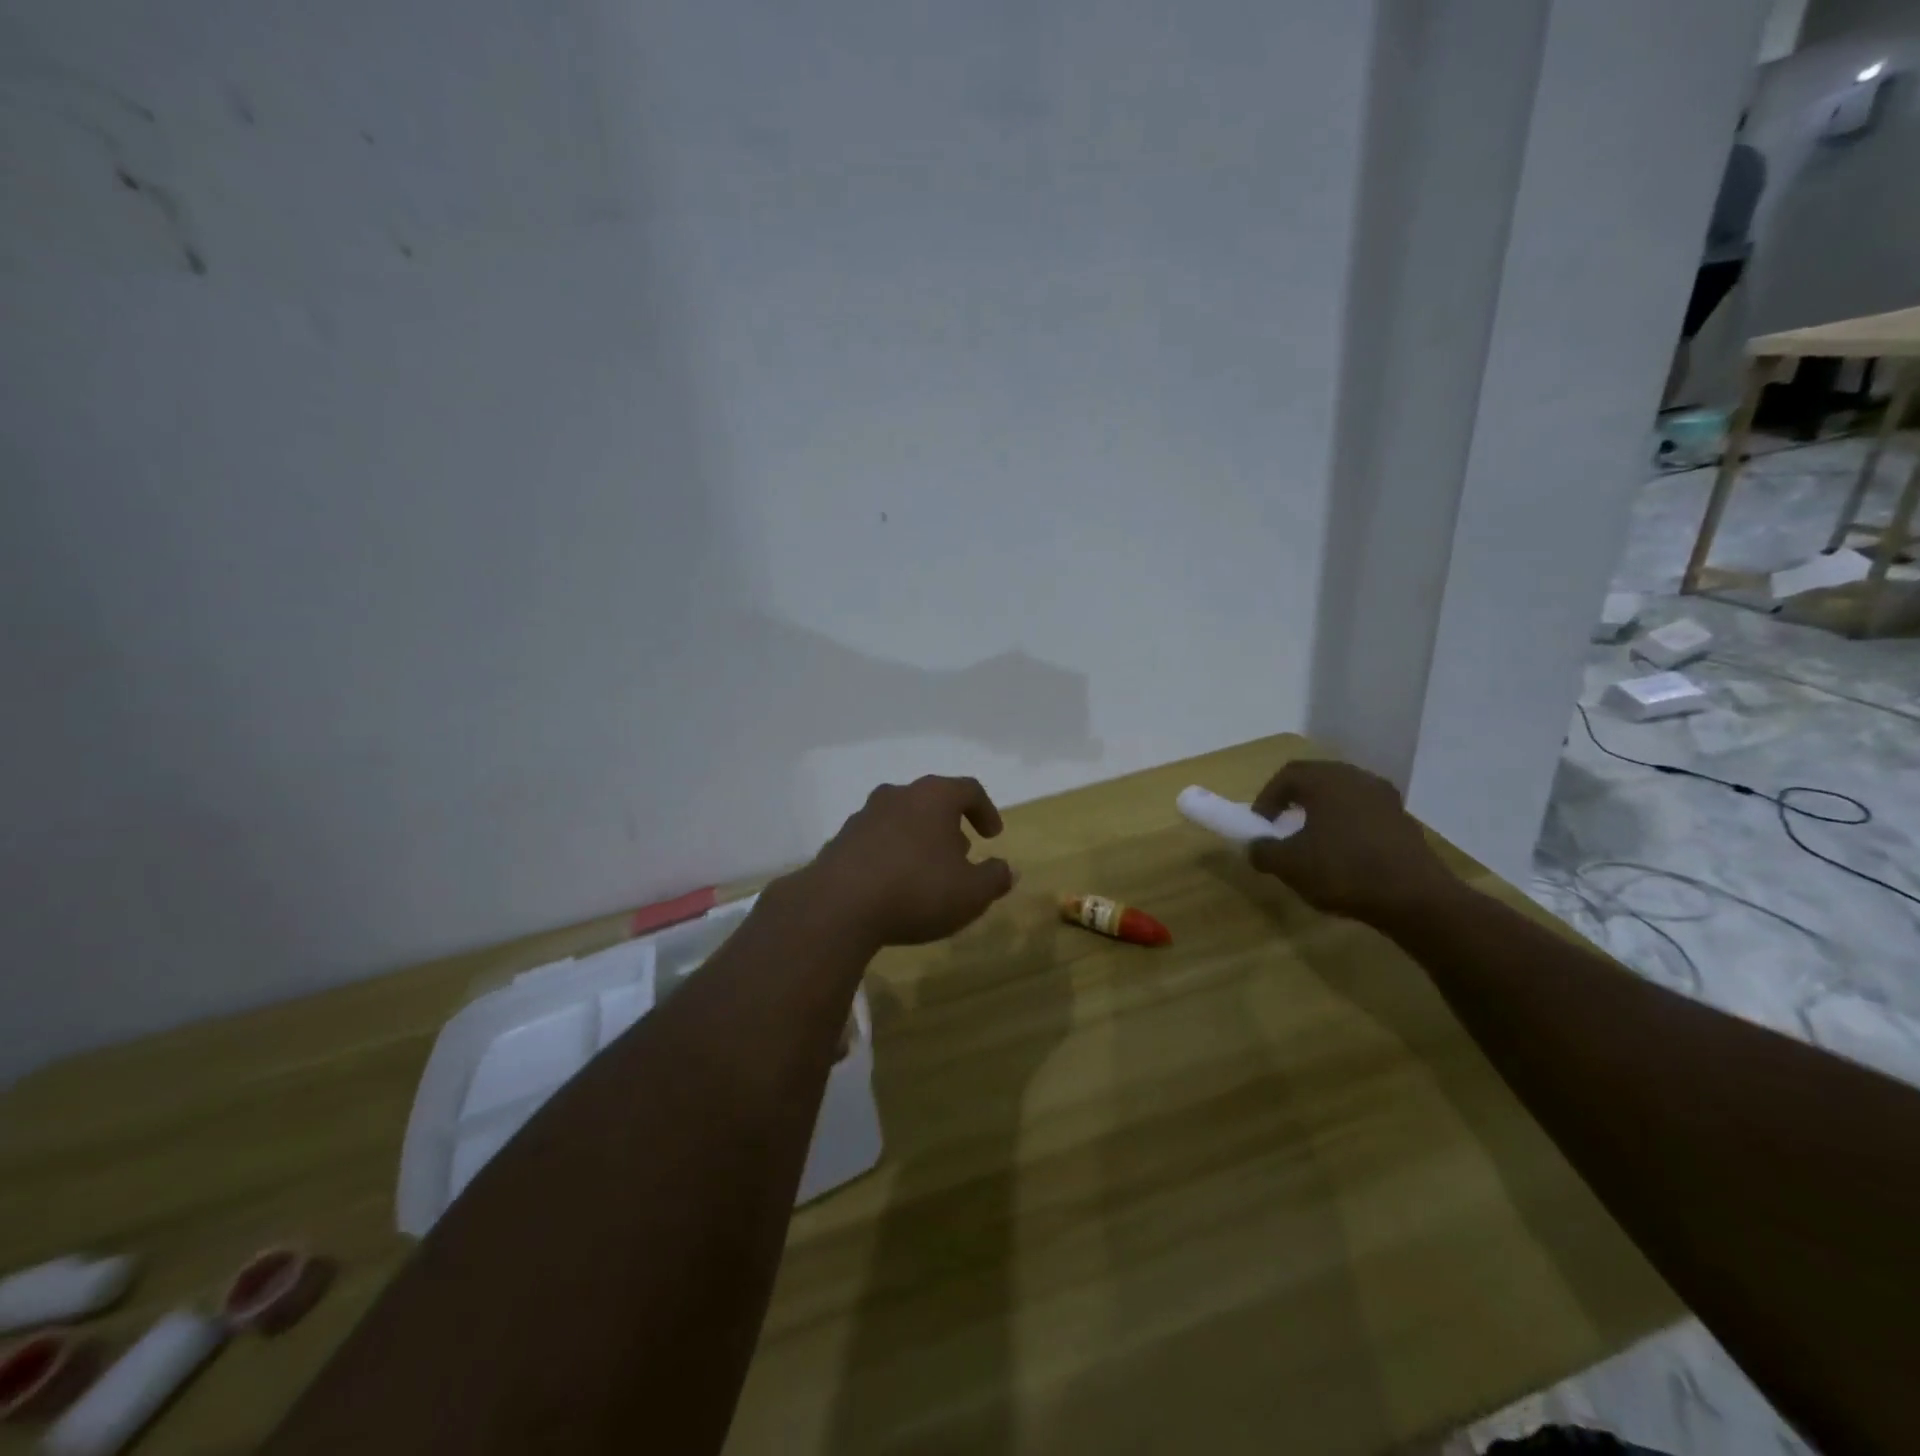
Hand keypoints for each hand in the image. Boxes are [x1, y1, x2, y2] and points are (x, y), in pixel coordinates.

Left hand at [804, 776, 1015, 947]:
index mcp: (933, 797)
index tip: (993, 836)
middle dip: (949, 826)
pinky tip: (893, 885)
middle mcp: (897, 795)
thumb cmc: (917, 891)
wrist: (837, 907)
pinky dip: (890, 855)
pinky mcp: (839, 841)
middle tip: (960, 854)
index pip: (968, 789)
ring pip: (901, 819)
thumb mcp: (971, 893)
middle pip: (931, 801)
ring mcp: (864, 816)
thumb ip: (995, 878)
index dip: (985, 810)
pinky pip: (875, 841)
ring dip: (918, 839)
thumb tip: (1008, 869)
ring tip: (926, 872)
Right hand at [1246, 761, 1456, 926]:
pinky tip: (1344, 854)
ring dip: (1322, 813)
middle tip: (1282, 828)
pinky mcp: (1403, 820)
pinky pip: (1365, 813)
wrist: (1415, 898)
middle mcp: (1356, 778)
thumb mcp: (1289, 865)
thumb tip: (1255, 847)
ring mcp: (1385, 798)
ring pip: (1342, 795)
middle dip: (1294, 801)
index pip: (1287, 775)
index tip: (1260, 825)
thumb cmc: (1343, 871)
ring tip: (1312, 842)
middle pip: (1316, 780)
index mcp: (1326, 780)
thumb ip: (1263, 851)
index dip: (1266, 798)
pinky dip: (1347, 825)